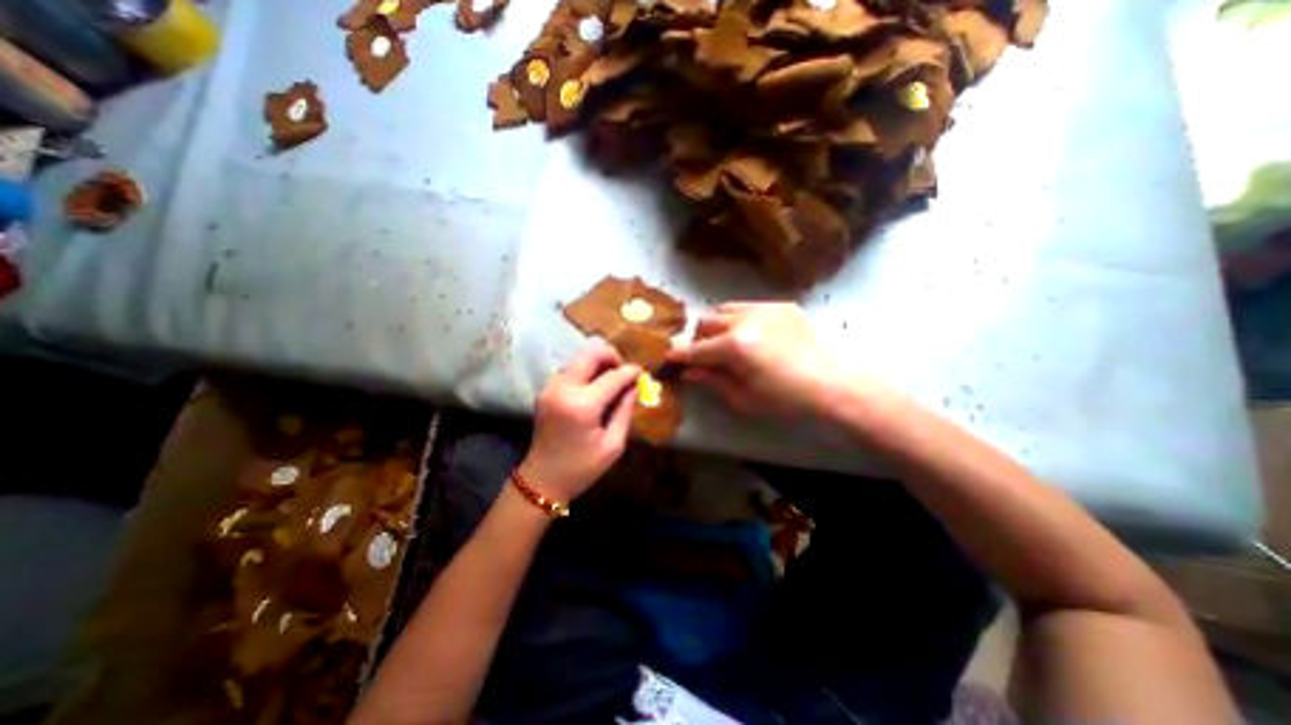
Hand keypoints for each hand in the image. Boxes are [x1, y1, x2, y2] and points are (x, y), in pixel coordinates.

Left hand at [519, 339, 638, 501]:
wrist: (542, 480)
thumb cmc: (582, 469)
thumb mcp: (613, 445)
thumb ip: (625, 411)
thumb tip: (635, 386)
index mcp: (582, 405)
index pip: (612, 376)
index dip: (630, 372)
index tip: (642, 373)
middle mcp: (563, 388)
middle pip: (590, 353)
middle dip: (611, 356)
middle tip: (623, 373)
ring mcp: (551, 387)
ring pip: (579, 357)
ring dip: (598, 362)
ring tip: (611, 380)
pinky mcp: (546, 390)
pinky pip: (570, 368)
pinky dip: (586, 370)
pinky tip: (595, 387)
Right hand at [670, 304, 855, 418]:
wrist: (830, 385)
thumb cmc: (784, 399)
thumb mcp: (743, 397)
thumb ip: (712, 380)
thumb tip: (688, 372)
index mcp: (735, 347)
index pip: (696, 349)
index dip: (679, 356)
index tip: (669, 359)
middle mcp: (745, 320)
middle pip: (706, 322)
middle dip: (699, 339)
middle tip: (704, 356)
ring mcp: (764, 308)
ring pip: (725, 309)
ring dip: (718, 325)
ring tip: (727, 342)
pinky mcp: (780, 305)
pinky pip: (749, 307)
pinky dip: (741, 320)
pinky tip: (754, 336)